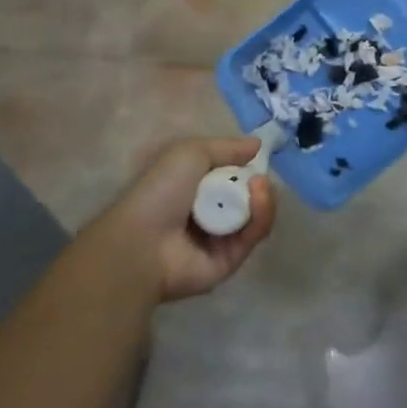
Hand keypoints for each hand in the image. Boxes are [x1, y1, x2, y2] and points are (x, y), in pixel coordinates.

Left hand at [98, 137, 276, 301]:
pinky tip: (258, 201)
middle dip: (259, 185)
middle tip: (259, 178)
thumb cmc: (160, 191)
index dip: (246, 168)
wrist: (142, 241)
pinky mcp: (229, 262)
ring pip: (255, 217)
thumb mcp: (191, 152)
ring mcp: (219, 240)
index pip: (231, 178)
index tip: (258, 157)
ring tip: (259, 187)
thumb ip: (227, 147)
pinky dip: (260, 217)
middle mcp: (208, 214)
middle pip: (248, 198)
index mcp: (194, 190)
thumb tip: (258, 145)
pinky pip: (252, 237)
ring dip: (264, 199)